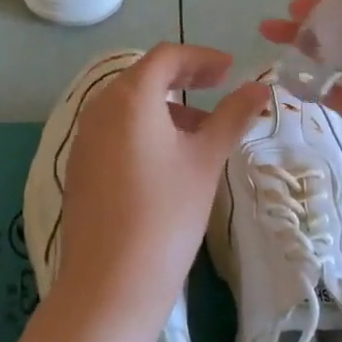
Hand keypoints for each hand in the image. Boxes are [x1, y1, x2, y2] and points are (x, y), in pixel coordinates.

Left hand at [56, 44, 269, 329]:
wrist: (110, 284)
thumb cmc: (166, 213)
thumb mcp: (206, 160)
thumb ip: (233, 116)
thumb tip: (261, 88)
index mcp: (129, 97)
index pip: (166, 56)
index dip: (201, 57)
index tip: (231, 71)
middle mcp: (99, 108)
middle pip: (144, 76)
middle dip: (184, 78)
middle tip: (219, 87)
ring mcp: (84, 139)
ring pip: (128, 104)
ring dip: (166, 105)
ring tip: (202, 130)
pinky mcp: (80, 167)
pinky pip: (115, 129)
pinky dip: (145, 128)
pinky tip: (169, 158)